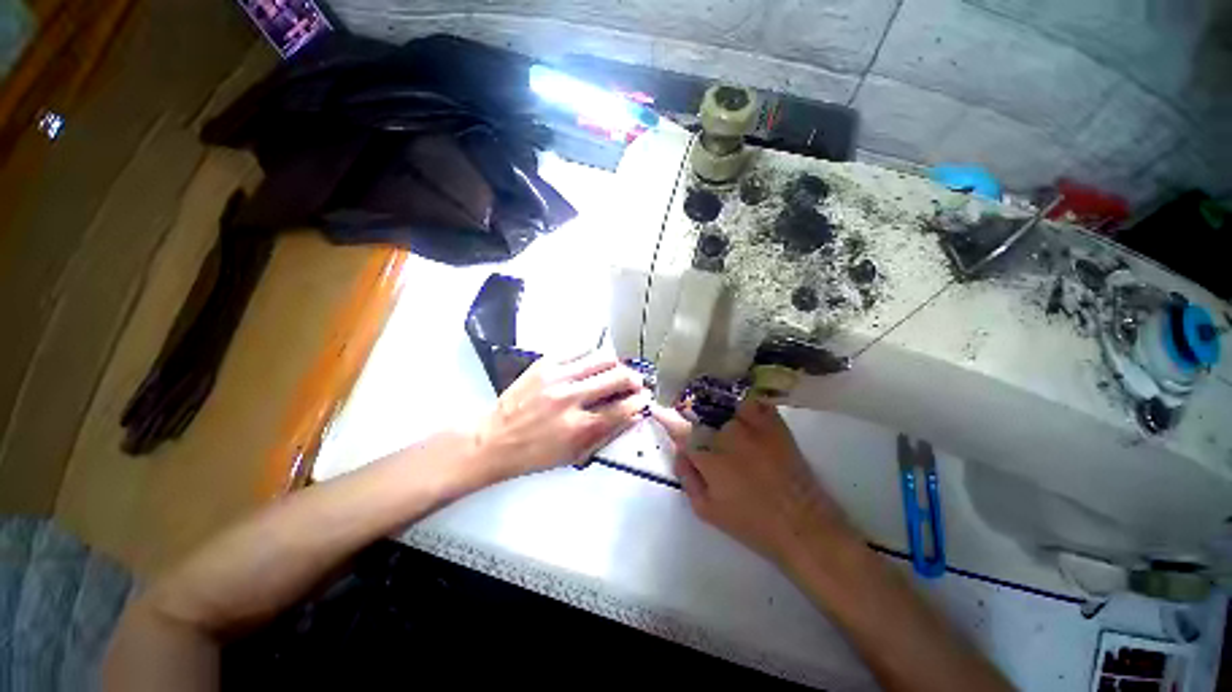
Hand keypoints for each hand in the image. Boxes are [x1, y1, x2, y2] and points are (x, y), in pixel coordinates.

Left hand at [472, 354, 652, 482]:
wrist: (494, 439)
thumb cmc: (535, 454)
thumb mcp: (574, 455)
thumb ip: (606, 433)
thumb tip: (632, 415)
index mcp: (577, 427)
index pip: (622, 408)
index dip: (639, 401)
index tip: (645, 397)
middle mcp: (569, 399)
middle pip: (616, 377)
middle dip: (634, 378)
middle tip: (635, 382)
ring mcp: (556, 377)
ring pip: (601, 358)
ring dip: (616, 364)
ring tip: (616, 370)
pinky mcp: (544, 364)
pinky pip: (578, 349)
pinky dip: (592, 355)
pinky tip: (593, 362)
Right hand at [673, 399, 853, 565]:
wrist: (802, 526)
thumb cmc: (750, 524)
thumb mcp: (707, 510)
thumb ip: (687, 477)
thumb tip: (680, 451)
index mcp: (708, 458)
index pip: (679, 429)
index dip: (667, 418)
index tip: (659, 408)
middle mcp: (727, 435)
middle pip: (704, 419)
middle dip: (702, 427)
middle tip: (713, 442)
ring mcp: (753, 426)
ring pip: (728, 410)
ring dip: (725, 417)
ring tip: (733, 431)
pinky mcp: (775, 424)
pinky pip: (754, 404)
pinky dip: (748, 408)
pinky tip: (749, 418)